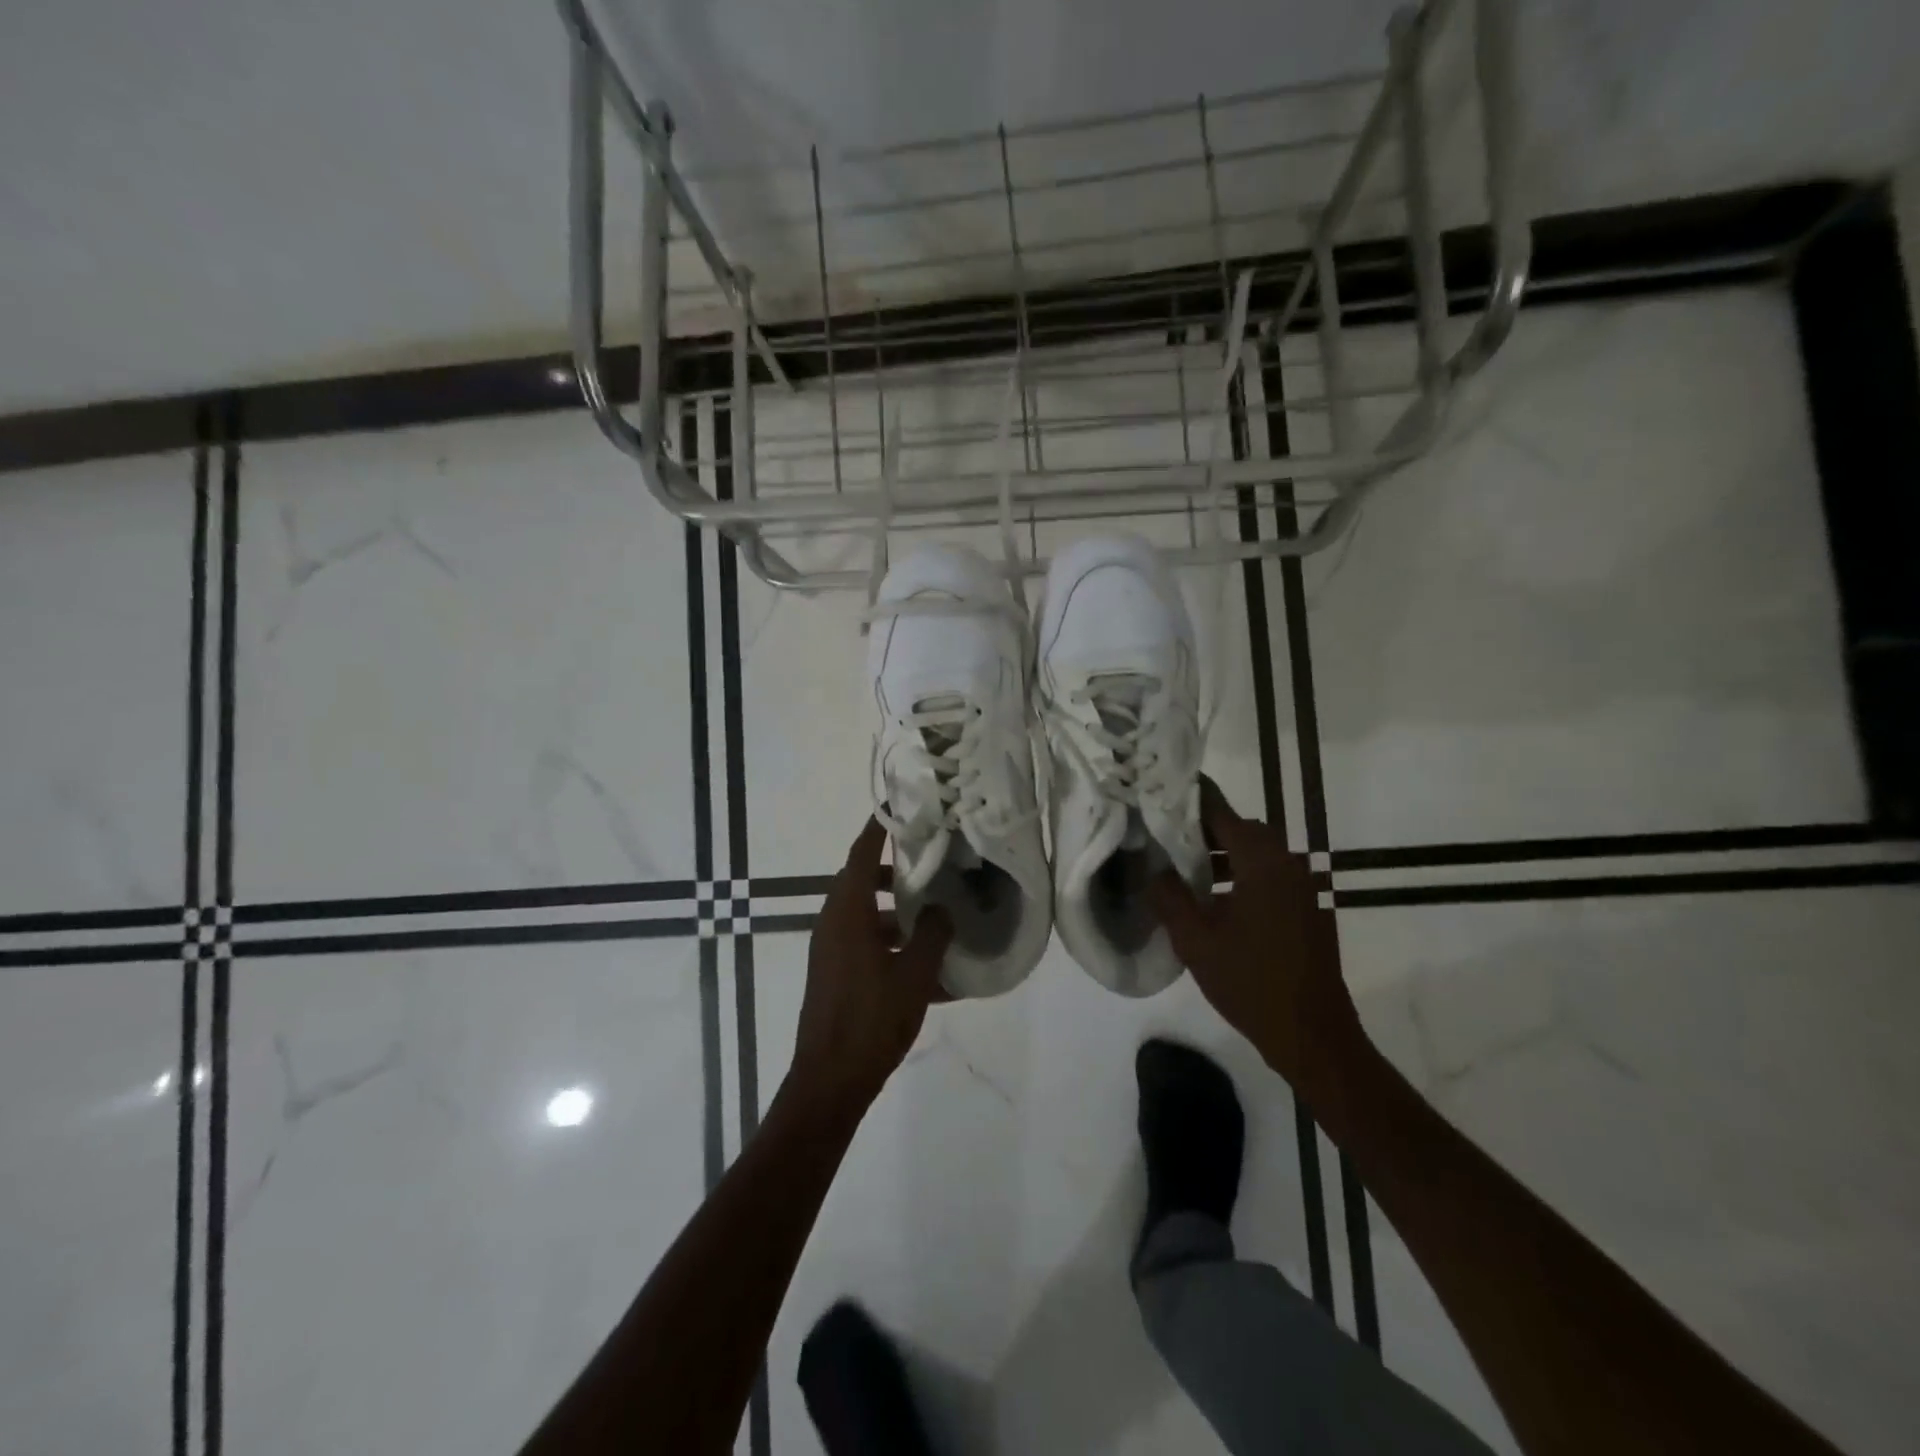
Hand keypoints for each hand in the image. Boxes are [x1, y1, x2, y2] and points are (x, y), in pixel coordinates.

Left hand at [788, 817, 953, 1118]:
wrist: (830, 1081)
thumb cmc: (872, 1019)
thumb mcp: (914, 975)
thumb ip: (933, 935)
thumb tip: (945, 910)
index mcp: (847, 913)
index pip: (860, 854)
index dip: (879, 829)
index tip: (901, 809)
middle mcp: (834, 924)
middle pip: (863, 882)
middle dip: (897, 873)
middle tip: (932, 865)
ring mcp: (832, 951)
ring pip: (868, 916)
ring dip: (899, 913)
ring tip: (939, 917)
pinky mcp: (836, 975)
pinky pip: (867, 947)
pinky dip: (894, 947)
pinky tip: (931, 970)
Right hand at [1148, 778, 1364, 1103]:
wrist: (1312, 1034)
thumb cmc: (1250, 983)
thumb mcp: (1195, 940)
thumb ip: (1169, 896)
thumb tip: (1154, 870)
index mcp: (1262, 861)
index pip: (1220, 811)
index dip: (1190, 799)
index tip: (1161, 792)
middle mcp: (1288, 863)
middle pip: (1242, 829)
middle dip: (1204, 830)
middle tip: (1167, 840)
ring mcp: (1304, 886)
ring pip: (1257, 853)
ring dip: (1224, 855)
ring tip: (1187, 873)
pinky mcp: (1309, 908)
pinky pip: (1270, 876)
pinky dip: (1243, 875)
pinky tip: (1217, 902)